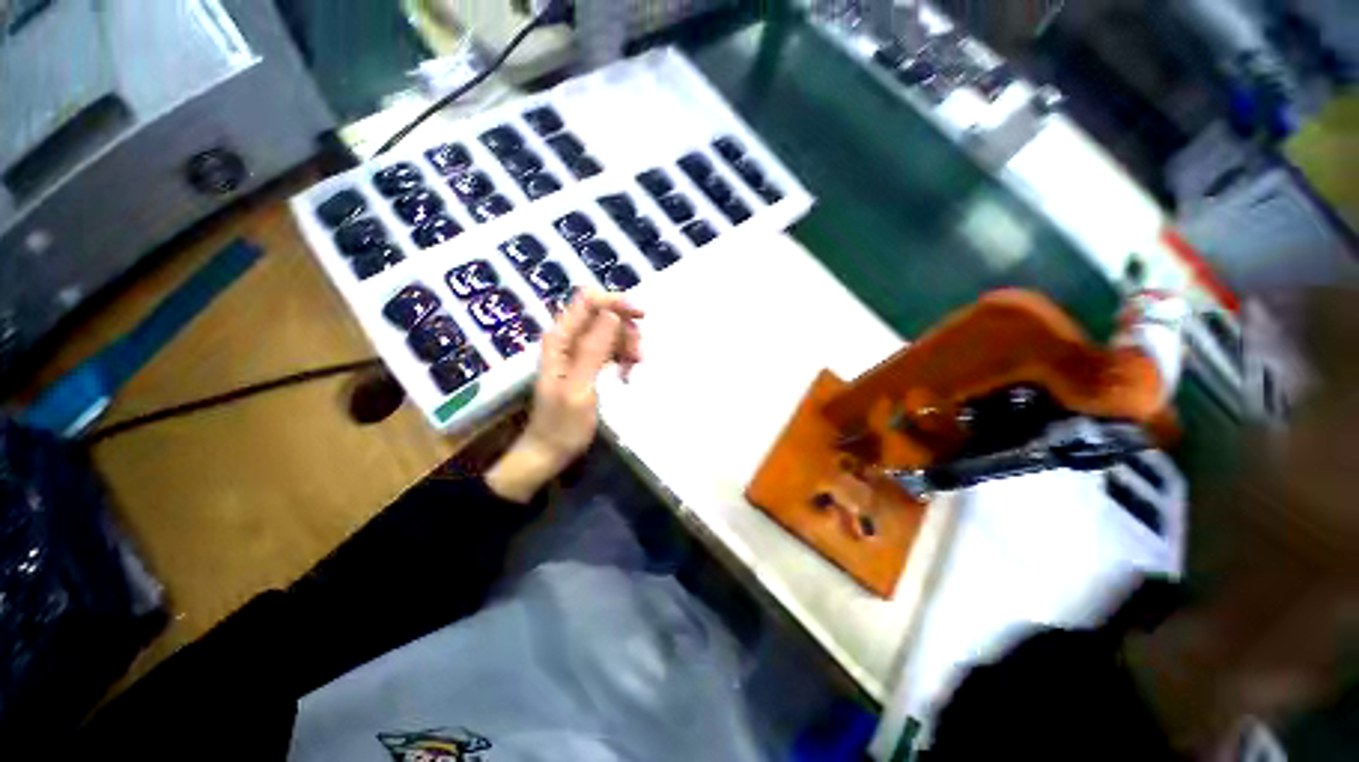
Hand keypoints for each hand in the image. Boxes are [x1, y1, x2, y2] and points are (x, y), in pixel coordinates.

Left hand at [485, 291, 642, 501]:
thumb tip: (612, 314)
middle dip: (625, 328)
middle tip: (638, 355)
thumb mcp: (580, 388)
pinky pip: (610, 348)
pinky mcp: (586, 364)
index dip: (615, 302)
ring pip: (610, 331)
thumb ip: (593, 350)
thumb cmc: (562, 425)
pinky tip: (627, 374)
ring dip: (627, 344)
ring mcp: (577, 351)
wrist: (549, 452)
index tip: (641, 316)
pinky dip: (623, 357)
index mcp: (560, 340)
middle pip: (603, 314)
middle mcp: (567, 339)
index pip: (588, 301)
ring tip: (633, 369)